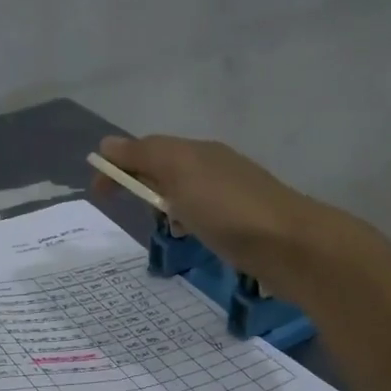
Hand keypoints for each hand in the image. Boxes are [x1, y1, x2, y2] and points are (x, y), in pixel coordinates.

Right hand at [91, 134, 314, 276]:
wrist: (291, 246)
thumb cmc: (228, 208)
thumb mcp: (180, 171)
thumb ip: (144, 155)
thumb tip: (107, 144)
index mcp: (197, 152)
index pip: (147, 150)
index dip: (119, 168)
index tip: (99, 196)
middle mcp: (215, 168)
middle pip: (166, 170)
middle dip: (142, 186)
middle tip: (132, 213)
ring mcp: (232, 197)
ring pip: (185, 195)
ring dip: (166, 206)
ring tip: (162, 229)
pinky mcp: (243, 225)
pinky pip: (204, 217)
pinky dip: (188, 223)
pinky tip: (192, 239)